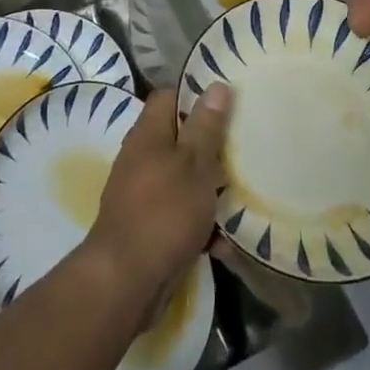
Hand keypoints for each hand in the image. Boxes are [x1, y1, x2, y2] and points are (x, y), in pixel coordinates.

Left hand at [85, 86, 231, 305]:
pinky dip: (201, 225)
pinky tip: (225, 242)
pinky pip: (181, 216)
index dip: (196, 95)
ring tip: (242, 195)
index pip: (169, 97)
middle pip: (180, 140)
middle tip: (243, 148)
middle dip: (211, 147)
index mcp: (148, 134)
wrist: (125, 283)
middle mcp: (141, 159)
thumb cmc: (164, 212)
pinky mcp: (149, 229)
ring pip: (183, 180)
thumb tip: (216, 85)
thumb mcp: (194, 164)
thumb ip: (206, 126)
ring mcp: (143, 195)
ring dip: (209, 189)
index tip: (228, 102)